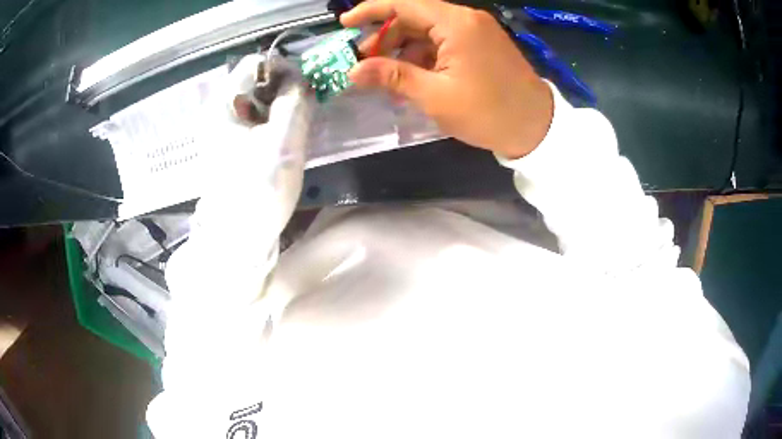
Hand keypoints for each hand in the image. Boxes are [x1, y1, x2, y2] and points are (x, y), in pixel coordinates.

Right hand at [341, 0, 553, 158]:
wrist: (537, 128)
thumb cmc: (488, 113)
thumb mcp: (435, 96)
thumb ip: (393, 77)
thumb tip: (353, 70)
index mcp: (456, 24)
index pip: (404, 4)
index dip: (371, 11)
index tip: (345, 24)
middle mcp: (466, 19)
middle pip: (414, 17)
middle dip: (386, 37)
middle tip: (364, 63)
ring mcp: (476, 30)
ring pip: (428, 31)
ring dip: (404, 49)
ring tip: (386, 76)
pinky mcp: (482, 44)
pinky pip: (444, 41)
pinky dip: (425, 55)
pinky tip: (413, 77)